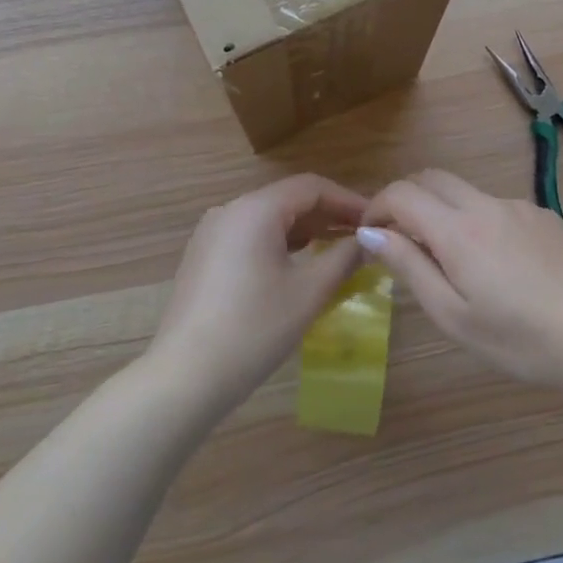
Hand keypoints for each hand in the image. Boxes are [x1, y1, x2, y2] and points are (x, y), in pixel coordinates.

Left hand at [146, 174, 368, 412]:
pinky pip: (249, 237)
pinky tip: (298, 265)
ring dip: (305, 230)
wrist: (186, 376)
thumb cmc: (255, 328)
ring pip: (268, 219)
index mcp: (255, 209)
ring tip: (337, 251)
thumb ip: (344, 258)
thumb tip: (368, 240)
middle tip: (362, 237)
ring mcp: (211, 234)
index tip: (375, 220)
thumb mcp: (309, 292)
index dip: (347, 199)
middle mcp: (230, 211)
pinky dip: (279, 244)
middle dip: (327, 215)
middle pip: (288, 199)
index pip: (311, 187)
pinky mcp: (202, 257)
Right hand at [359, 170, 562, 389]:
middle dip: (406, 199)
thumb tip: (370, 232)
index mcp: (458, 229)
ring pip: (466, 192)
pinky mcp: (546, 217)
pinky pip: (497, 207)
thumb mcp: (453, 314)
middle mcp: (487, 204)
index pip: (402, 193)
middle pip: (432, 178)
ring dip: (443, 211)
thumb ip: (409, 267)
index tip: (369, 234)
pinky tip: (497, 265)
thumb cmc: (519, 338)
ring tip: (451, 261)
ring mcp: (520, 207)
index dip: (377, 207)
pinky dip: (477, 221)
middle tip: (401, 239)